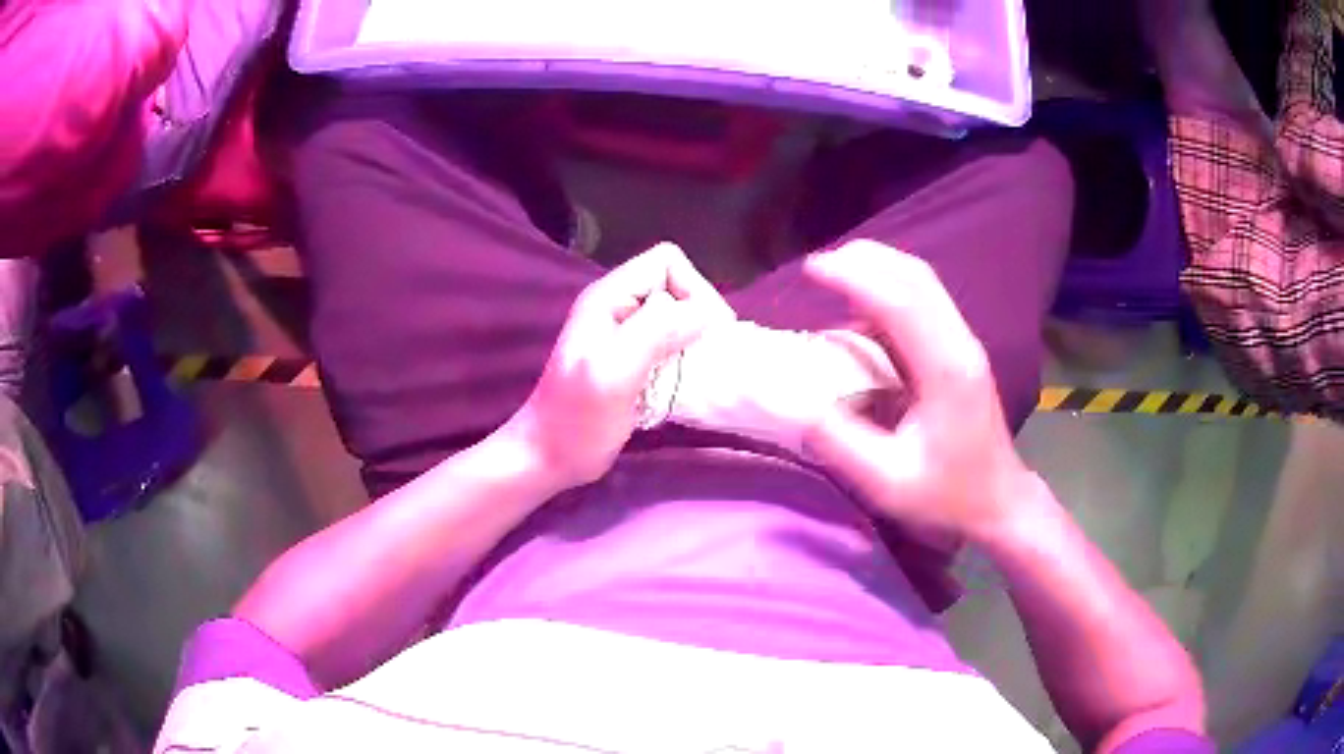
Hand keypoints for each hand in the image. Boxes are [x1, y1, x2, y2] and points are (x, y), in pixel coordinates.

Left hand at [505, 243, 734, 487]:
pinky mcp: (631, 359)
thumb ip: (655, 333)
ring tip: (698, 370)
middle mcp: (617, 307)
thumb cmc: (576, 420)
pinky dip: (685, 357)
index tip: (707, 334)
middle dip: (699, 315)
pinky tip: (684, 382)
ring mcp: (623, 333)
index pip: (667, 261)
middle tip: (704, 356)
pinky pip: (670, 342)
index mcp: (609, 297)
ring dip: (695, 339)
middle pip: (676, 285)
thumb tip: (705, 314)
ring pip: (677, 315)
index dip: (694, 290)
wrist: (547, 458)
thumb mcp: (614, 373)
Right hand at [801, 240, 1035, 543]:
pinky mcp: (960, 350)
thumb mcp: (886, 482)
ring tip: (834, 279)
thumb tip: (793, 402)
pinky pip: (923, 302)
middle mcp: (960, 344)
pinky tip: (862, 314)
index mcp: (945, 370)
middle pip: (915, 275)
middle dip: (864, 259)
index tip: (810, 270)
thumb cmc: (948, 496)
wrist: (1000, 501)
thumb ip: (839, 442)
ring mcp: (964, 344)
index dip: (853, 276)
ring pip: (922, 283)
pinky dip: (888, 293)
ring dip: (877, 271)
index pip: (899, 300)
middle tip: (817, 268)